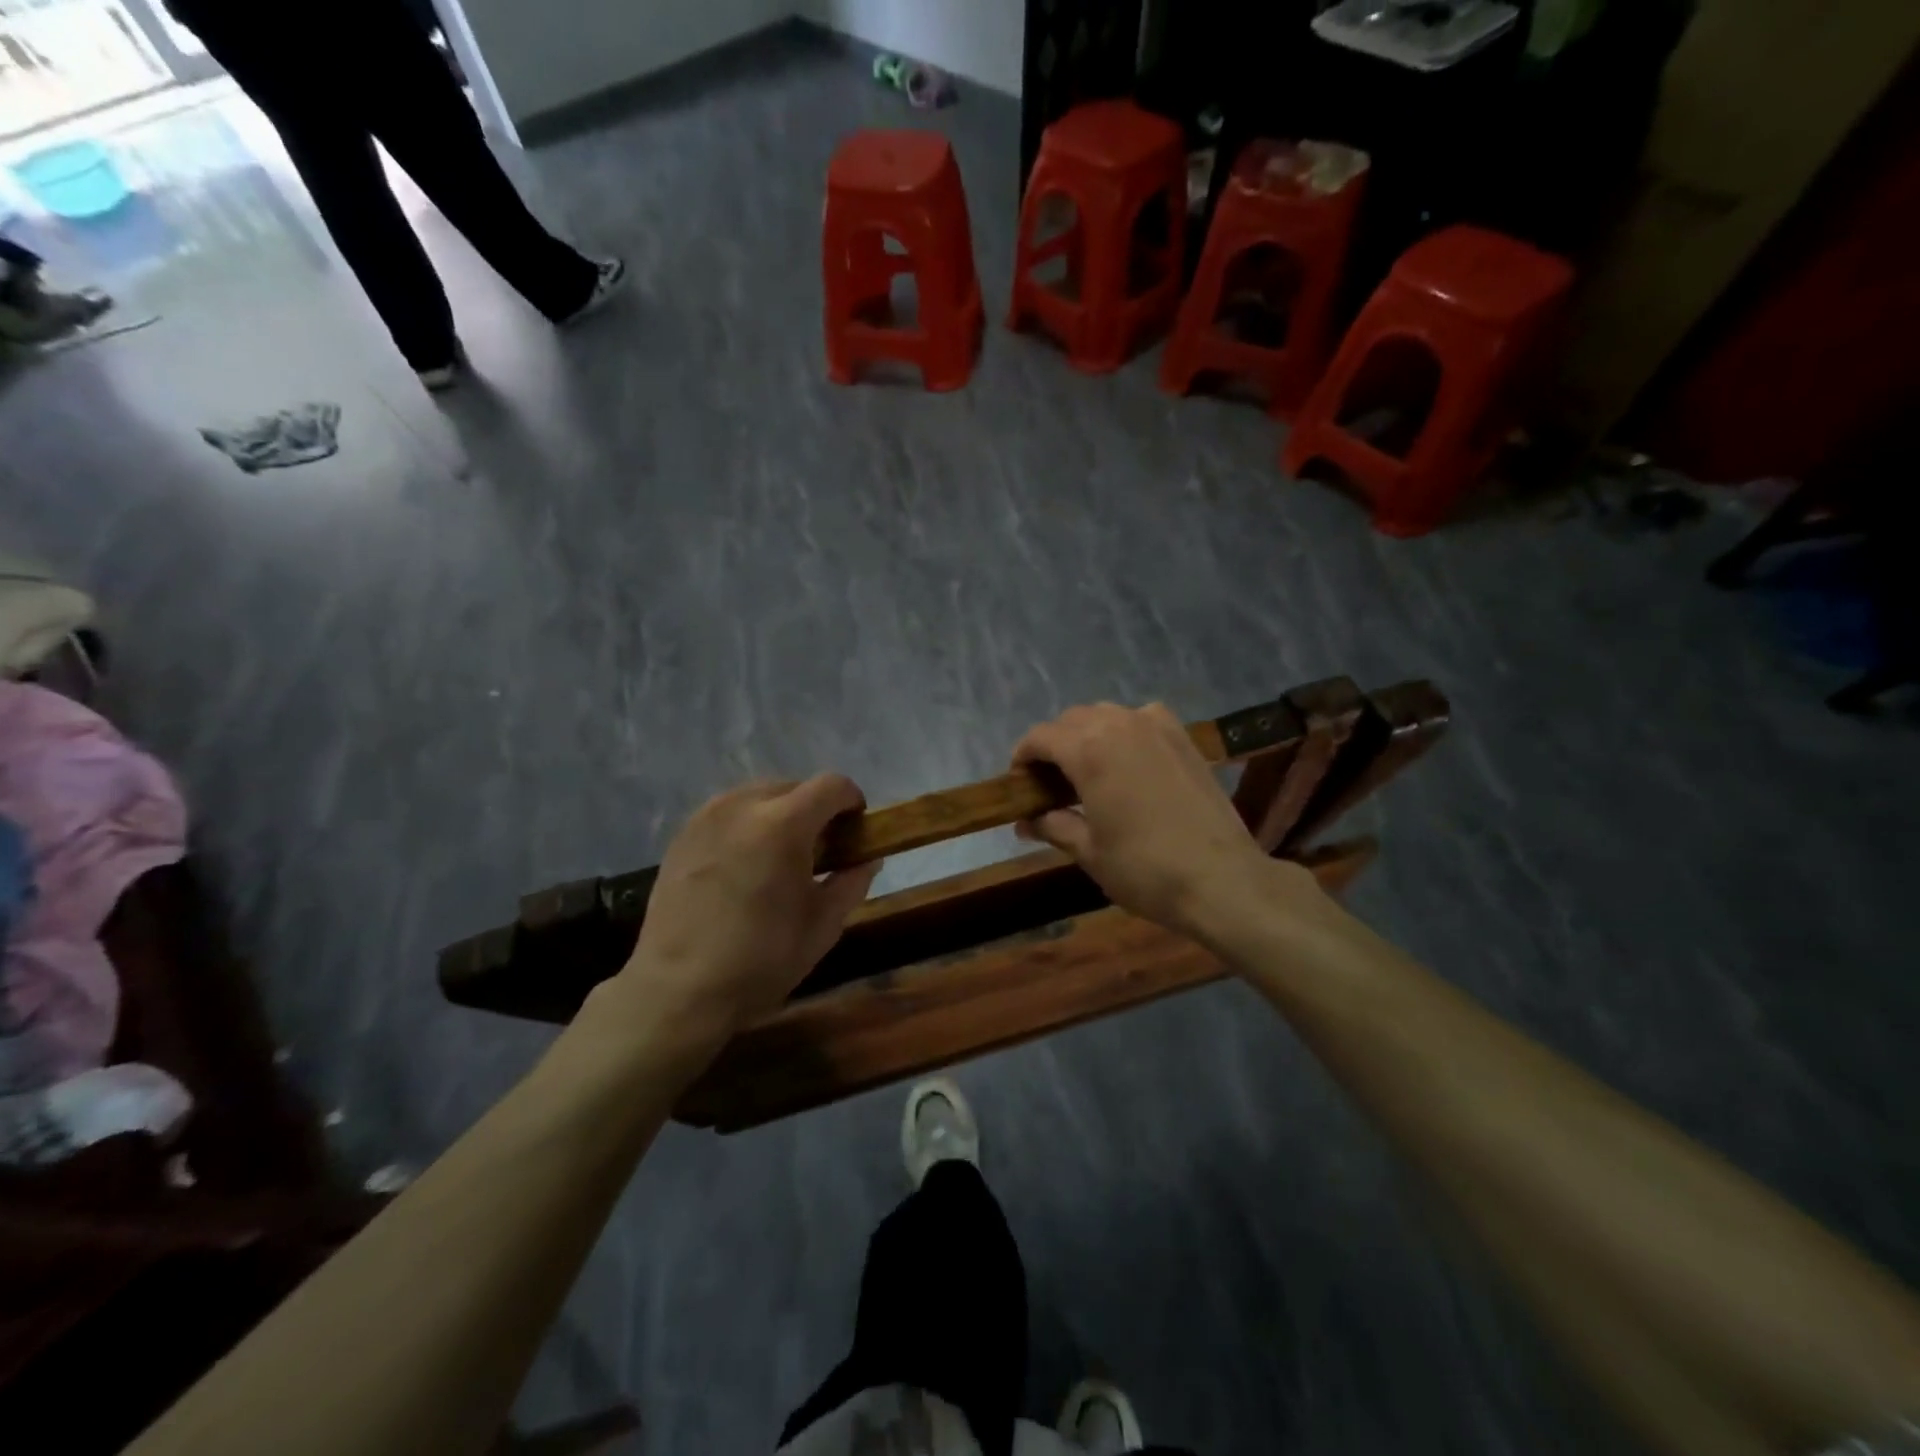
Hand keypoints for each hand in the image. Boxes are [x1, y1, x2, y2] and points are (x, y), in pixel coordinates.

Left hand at [616, 775, 880, 1037]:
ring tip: (778, 857)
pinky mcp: (682, 834)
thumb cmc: (762, 959)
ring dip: (779, 814)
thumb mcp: (824, 925)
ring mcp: (707, 816)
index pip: (832, 785)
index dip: (852, 801)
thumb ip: (852, 881)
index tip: (855, 830)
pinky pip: (728, 812)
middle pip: (794, 786)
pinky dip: (747, 825)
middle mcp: (743, 805)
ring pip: (758, 795)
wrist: (679, 990)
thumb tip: (868, 859)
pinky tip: (744, 866)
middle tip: (819, 850)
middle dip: (815, 809)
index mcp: (784, 823)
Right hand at [1011, 703, 1313, 940]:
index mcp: (1089, 749)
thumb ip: (1053, 825)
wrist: (1221, 879)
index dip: (1022, 757)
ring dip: (1087, 735)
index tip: (1018, 784)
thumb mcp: (1088, 851)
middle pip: (1071, 720)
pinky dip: (1124, 732)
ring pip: (1106, 715)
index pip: (1040, 737)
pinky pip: (1141, 719)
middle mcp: (1120, 724)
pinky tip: (1127, 761)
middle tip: (1050, 785)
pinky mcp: (1183, 737)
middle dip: (1053, 746)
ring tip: (1087, 772)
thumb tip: (1025, 821)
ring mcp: (1156, 726)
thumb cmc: (1144, 869)